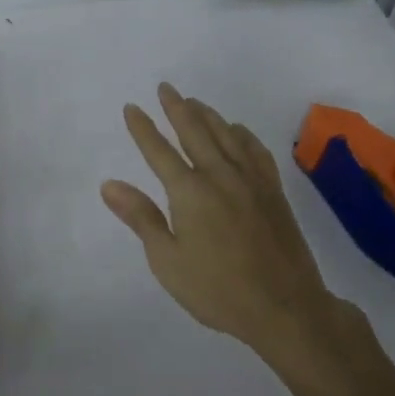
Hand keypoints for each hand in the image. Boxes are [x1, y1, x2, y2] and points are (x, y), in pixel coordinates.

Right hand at [102, 83, 338, 355]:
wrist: (285, 308)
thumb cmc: (218, 289)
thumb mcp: (167, 260)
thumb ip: (141, 217)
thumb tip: (109, 184)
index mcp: (189, 192)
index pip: (159, 151)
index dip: (143, 128)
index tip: (132, 107)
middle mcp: (220, 175)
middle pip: (195, 131)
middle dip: (177, 107)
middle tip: (166, 87)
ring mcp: (251, 180)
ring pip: (226, 135)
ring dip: (207, 114)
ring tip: (194, 102)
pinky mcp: (273, 191)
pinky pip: (255, 150)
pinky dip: (242, 134)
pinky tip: (237, 131)